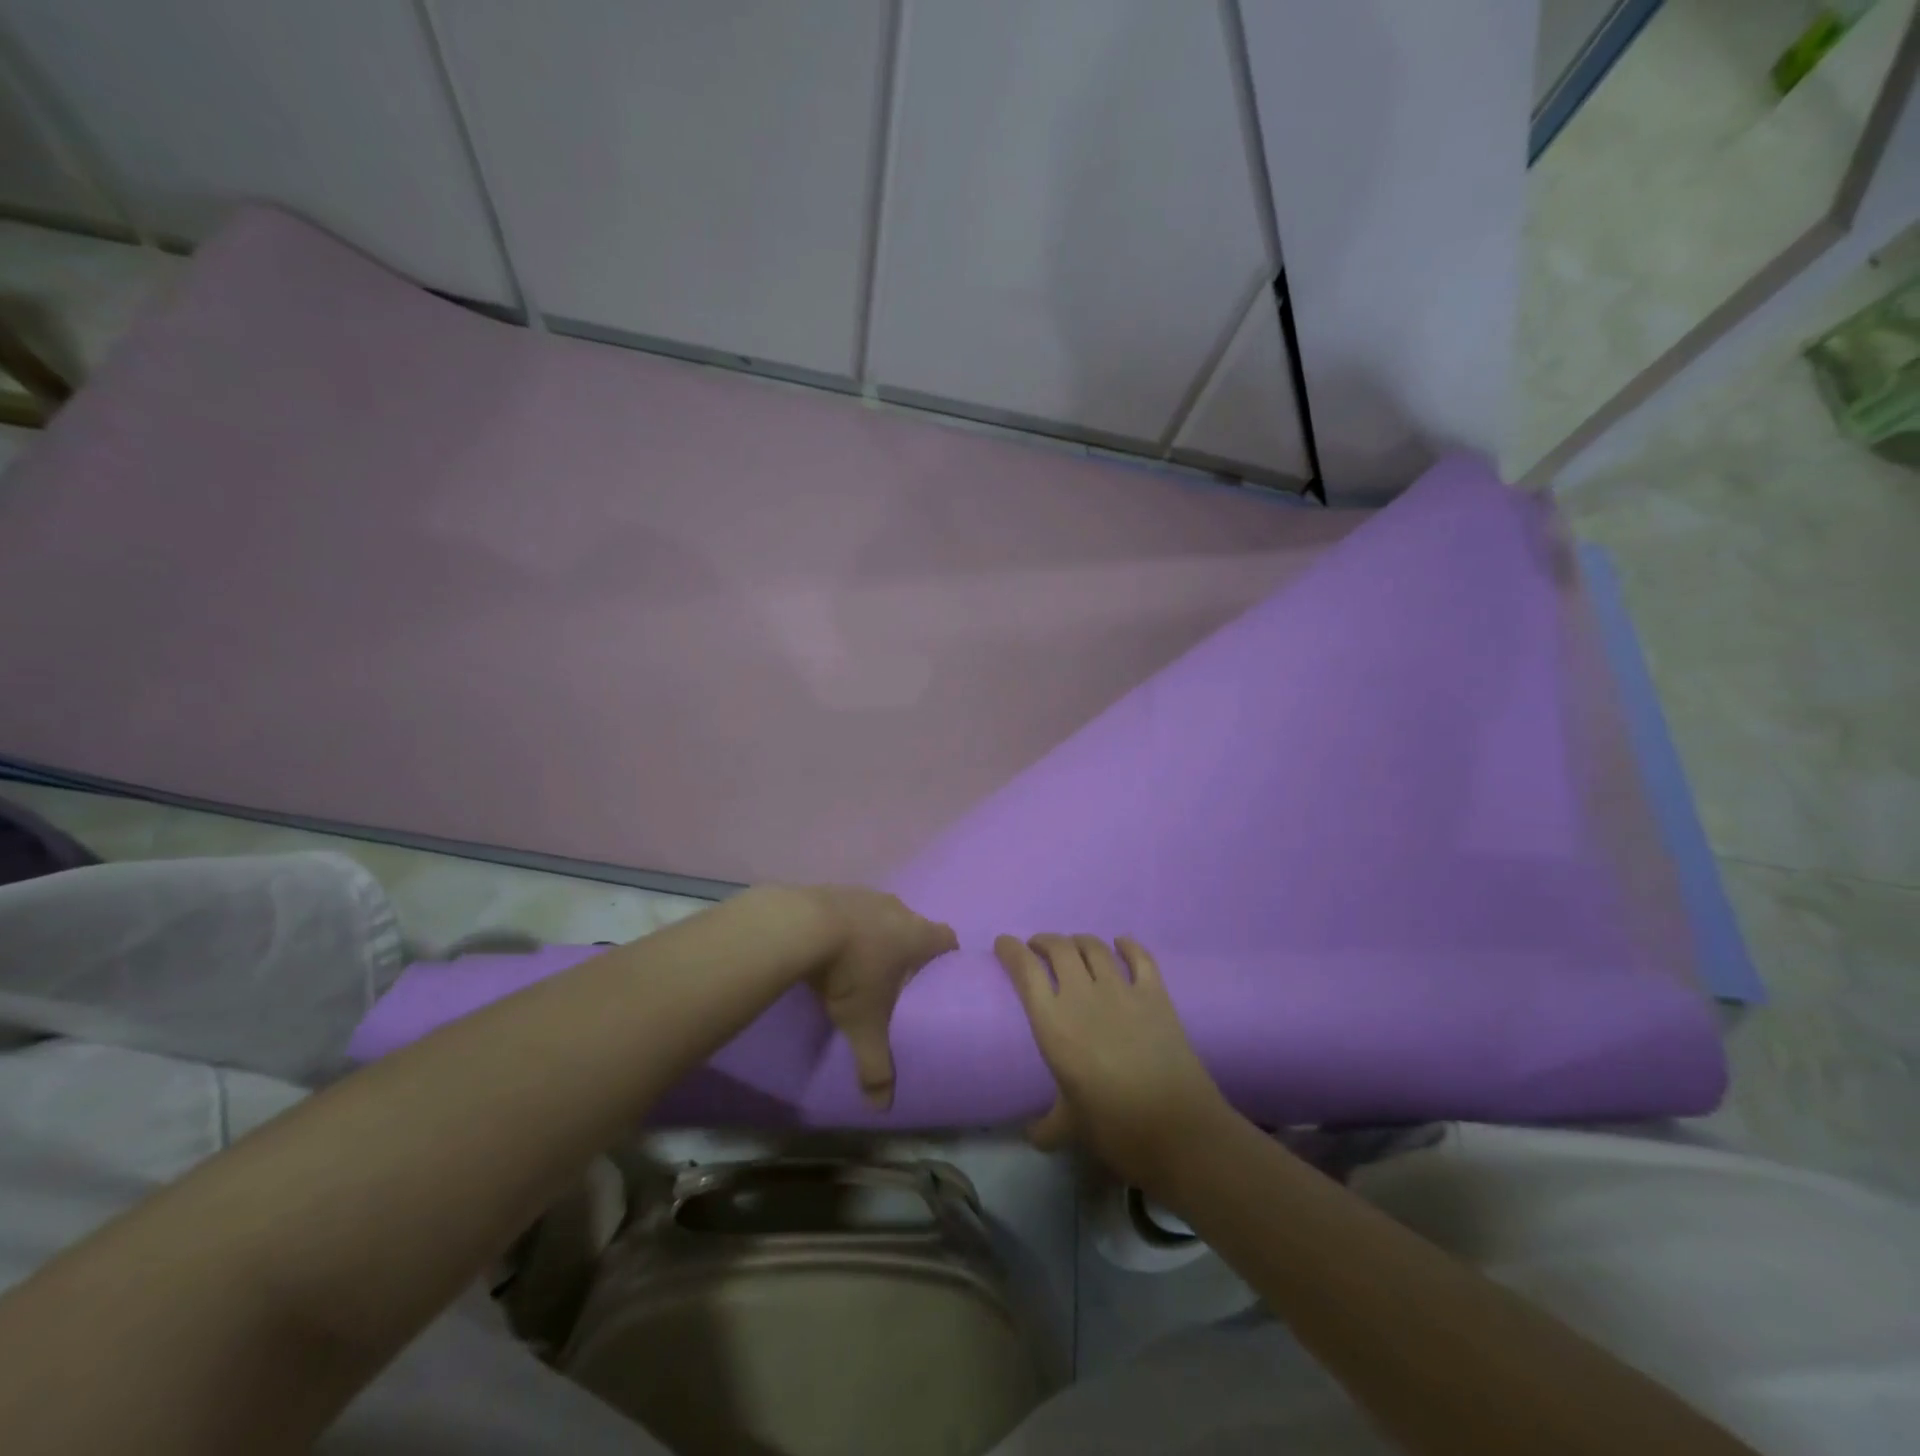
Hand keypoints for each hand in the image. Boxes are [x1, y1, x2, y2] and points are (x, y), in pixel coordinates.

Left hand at [803, 887, 955, 1109]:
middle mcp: (899, 909)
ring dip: (877, 933)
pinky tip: (831, 945)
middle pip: (916, 925)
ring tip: (861, 962)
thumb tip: (882, 1109)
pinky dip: (848, 924)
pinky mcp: (837, 890)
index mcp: (918, 935)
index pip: (948, 939)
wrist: (801, 926)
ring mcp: (867, 895)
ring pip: (883, 914)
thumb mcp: (864, 1025)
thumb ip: (876, 1066)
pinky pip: (852, 908)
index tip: (938, 977)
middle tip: (897, 977)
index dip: (947, 957)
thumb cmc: (849, 972)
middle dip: (909, 948)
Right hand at [995, 933, 1228, 1188]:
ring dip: (1079, 941)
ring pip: (1094, 947)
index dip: (1011, 950)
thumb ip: (1046, 1127)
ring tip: (1073, 947)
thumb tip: (1031, 1134)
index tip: (1004, 944)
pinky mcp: (1155, 994)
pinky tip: (1122, 944)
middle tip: (1038, 949)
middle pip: (1059, 948)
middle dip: (1044, 942)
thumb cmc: (1114, 1127)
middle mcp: (1083, 995)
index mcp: (1053, 1023)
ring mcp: (1122, 990)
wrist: (1177, 1128)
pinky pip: (1140, 957)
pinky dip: (1128, 945)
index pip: (1025, 970)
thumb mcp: (1070, 1129)